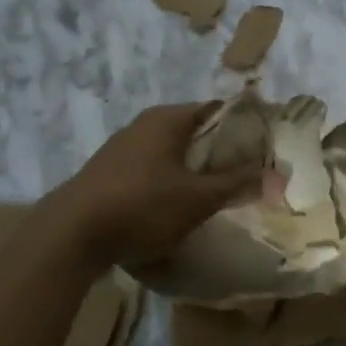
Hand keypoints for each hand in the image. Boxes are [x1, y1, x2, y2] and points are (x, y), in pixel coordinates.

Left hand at [42, 102, 266, 269]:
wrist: (70, 235)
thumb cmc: (142, 205)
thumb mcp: (198, 198)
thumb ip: (237, 183)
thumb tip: (275, 174)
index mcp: (168, 118)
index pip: (218, 110)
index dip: (244, 129)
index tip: (263, 152)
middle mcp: (145, 124)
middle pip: (195, 132)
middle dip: (220, 155)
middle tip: (245, 179)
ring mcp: (123, 148)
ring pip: (172, 154)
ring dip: (194, 172)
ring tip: (215, 197)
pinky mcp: (109, 174)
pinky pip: (151, 172)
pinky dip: (169, 184)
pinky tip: (176, 210)